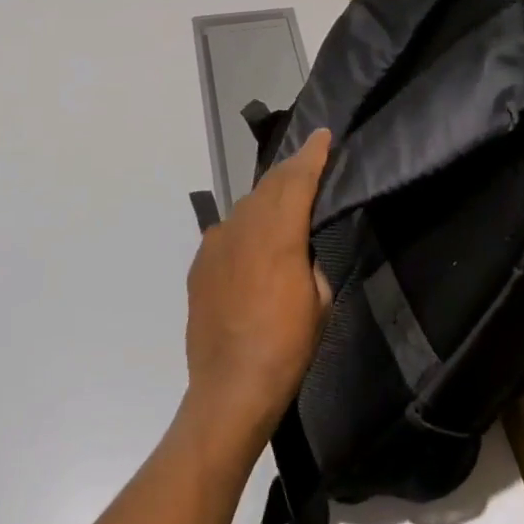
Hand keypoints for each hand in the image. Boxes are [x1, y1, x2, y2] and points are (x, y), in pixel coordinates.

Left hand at [181, 130, 333, 459]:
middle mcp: (244, 226)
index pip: (298, 178)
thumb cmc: (287, 346)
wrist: (229, 389)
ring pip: (247, 205)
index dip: (313, 154)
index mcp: (278, 232)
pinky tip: (253, 243)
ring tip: (284, 203)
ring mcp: (216, 243)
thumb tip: (298, 248)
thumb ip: (309, 260)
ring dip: (268, 198)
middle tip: (310, 161)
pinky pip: (228, 231)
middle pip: (271, 184)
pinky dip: (246, 227)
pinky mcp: (200, 263)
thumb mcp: (319, 300)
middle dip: (292, 170)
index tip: (323, 134)